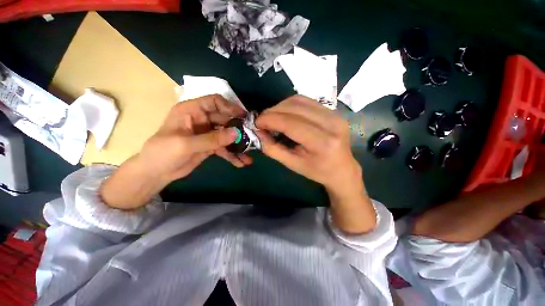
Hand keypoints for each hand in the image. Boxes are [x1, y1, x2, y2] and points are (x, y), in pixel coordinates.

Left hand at [139, 94, 251, 182]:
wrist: (156, 173)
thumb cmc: (163, 153)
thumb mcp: (185, 145)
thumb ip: (212, 139)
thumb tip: (236, 133)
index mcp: (192, 110)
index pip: (214, 102)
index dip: (230, 107)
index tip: (244, 117)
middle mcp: (202, 119)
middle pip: (225, 119)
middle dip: (238, 129)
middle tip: (252, 138)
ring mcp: (208, 133)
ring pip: (227, 135)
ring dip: (238, 145)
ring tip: (248, 155)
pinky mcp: (211, 146)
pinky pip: (225, 148)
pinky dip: (233, 154)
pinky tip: (241, 162)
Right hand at [256, 95, 374, 233]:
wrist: (342, 169)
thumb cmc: (317, 171)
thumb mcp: (292, 164)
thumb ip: (273, 148)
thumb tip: (258, 132)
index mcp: (323, 143)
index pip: (291, 123)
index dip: (271, 119)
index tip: (256, 122)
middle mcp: (332, 124)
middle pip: (295, 108)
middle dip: (273, 111)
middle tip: (262, 120)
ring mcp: (335, 115)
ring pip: (300, 100)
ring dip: (281, 106)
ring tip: (272, 117)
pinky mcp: (334, 111)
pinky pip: (307, 101)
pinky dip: (291, 105)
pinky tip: (285, 114)